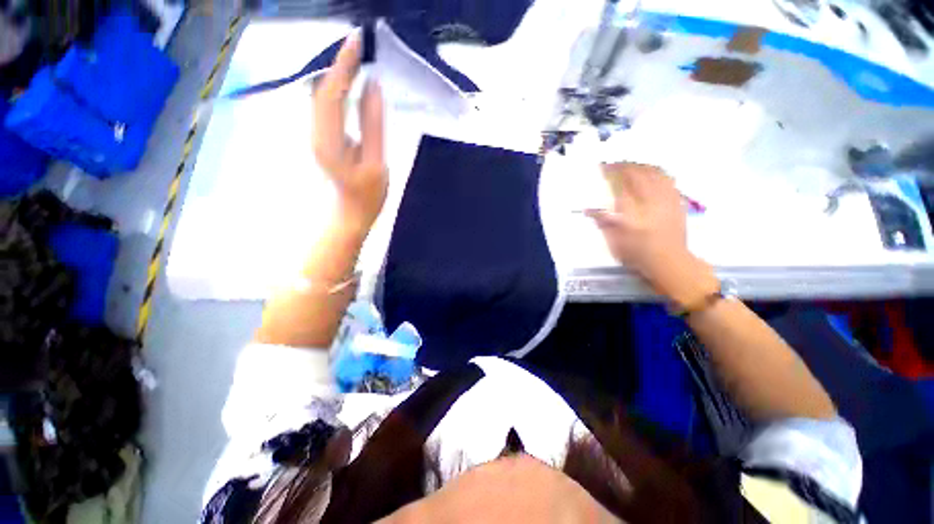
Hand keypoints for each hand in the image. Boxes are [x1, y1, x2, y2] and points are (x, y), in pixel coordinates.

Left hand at [314, 34, 386, 231]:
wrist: (351, 213)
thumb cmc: (368, 195)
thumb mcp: (377, 163)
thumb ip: (374, 126)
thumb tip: (373, 88)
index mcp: (329, 141)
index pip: (332, 93)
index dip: (344, 65)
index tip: (356, 40)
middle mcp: (316, 133)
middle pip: (322, 90)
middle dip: (339, 64)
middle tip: (359, 44)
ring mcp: (317, 134)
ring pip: (322, 95)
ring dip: (338, 74)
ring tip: (356, 57)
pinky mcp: (323, 136)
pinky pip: (327, 105)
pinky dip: (338, 89)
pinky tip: (351, 82)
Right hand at [587, 163, 715, 305]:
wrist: (670, 262)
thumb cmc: (638, 254)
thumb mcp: (614, 242)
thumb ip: (603, 223)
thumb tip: (588, 209)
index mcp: (632, 211)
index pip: (620, 184)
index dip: (610, 173)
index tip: (601, 167)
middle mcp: (650, 200)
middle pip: (638, 174)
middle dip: (624, 166)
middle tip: (613, 164)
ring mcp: (666, 199)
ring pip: (654, 173)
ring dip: (640, 166)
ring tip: (630, 164)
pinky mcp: (677, 201)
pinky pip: (667, 179)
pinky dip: (656, 171)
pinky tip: (651, 171)